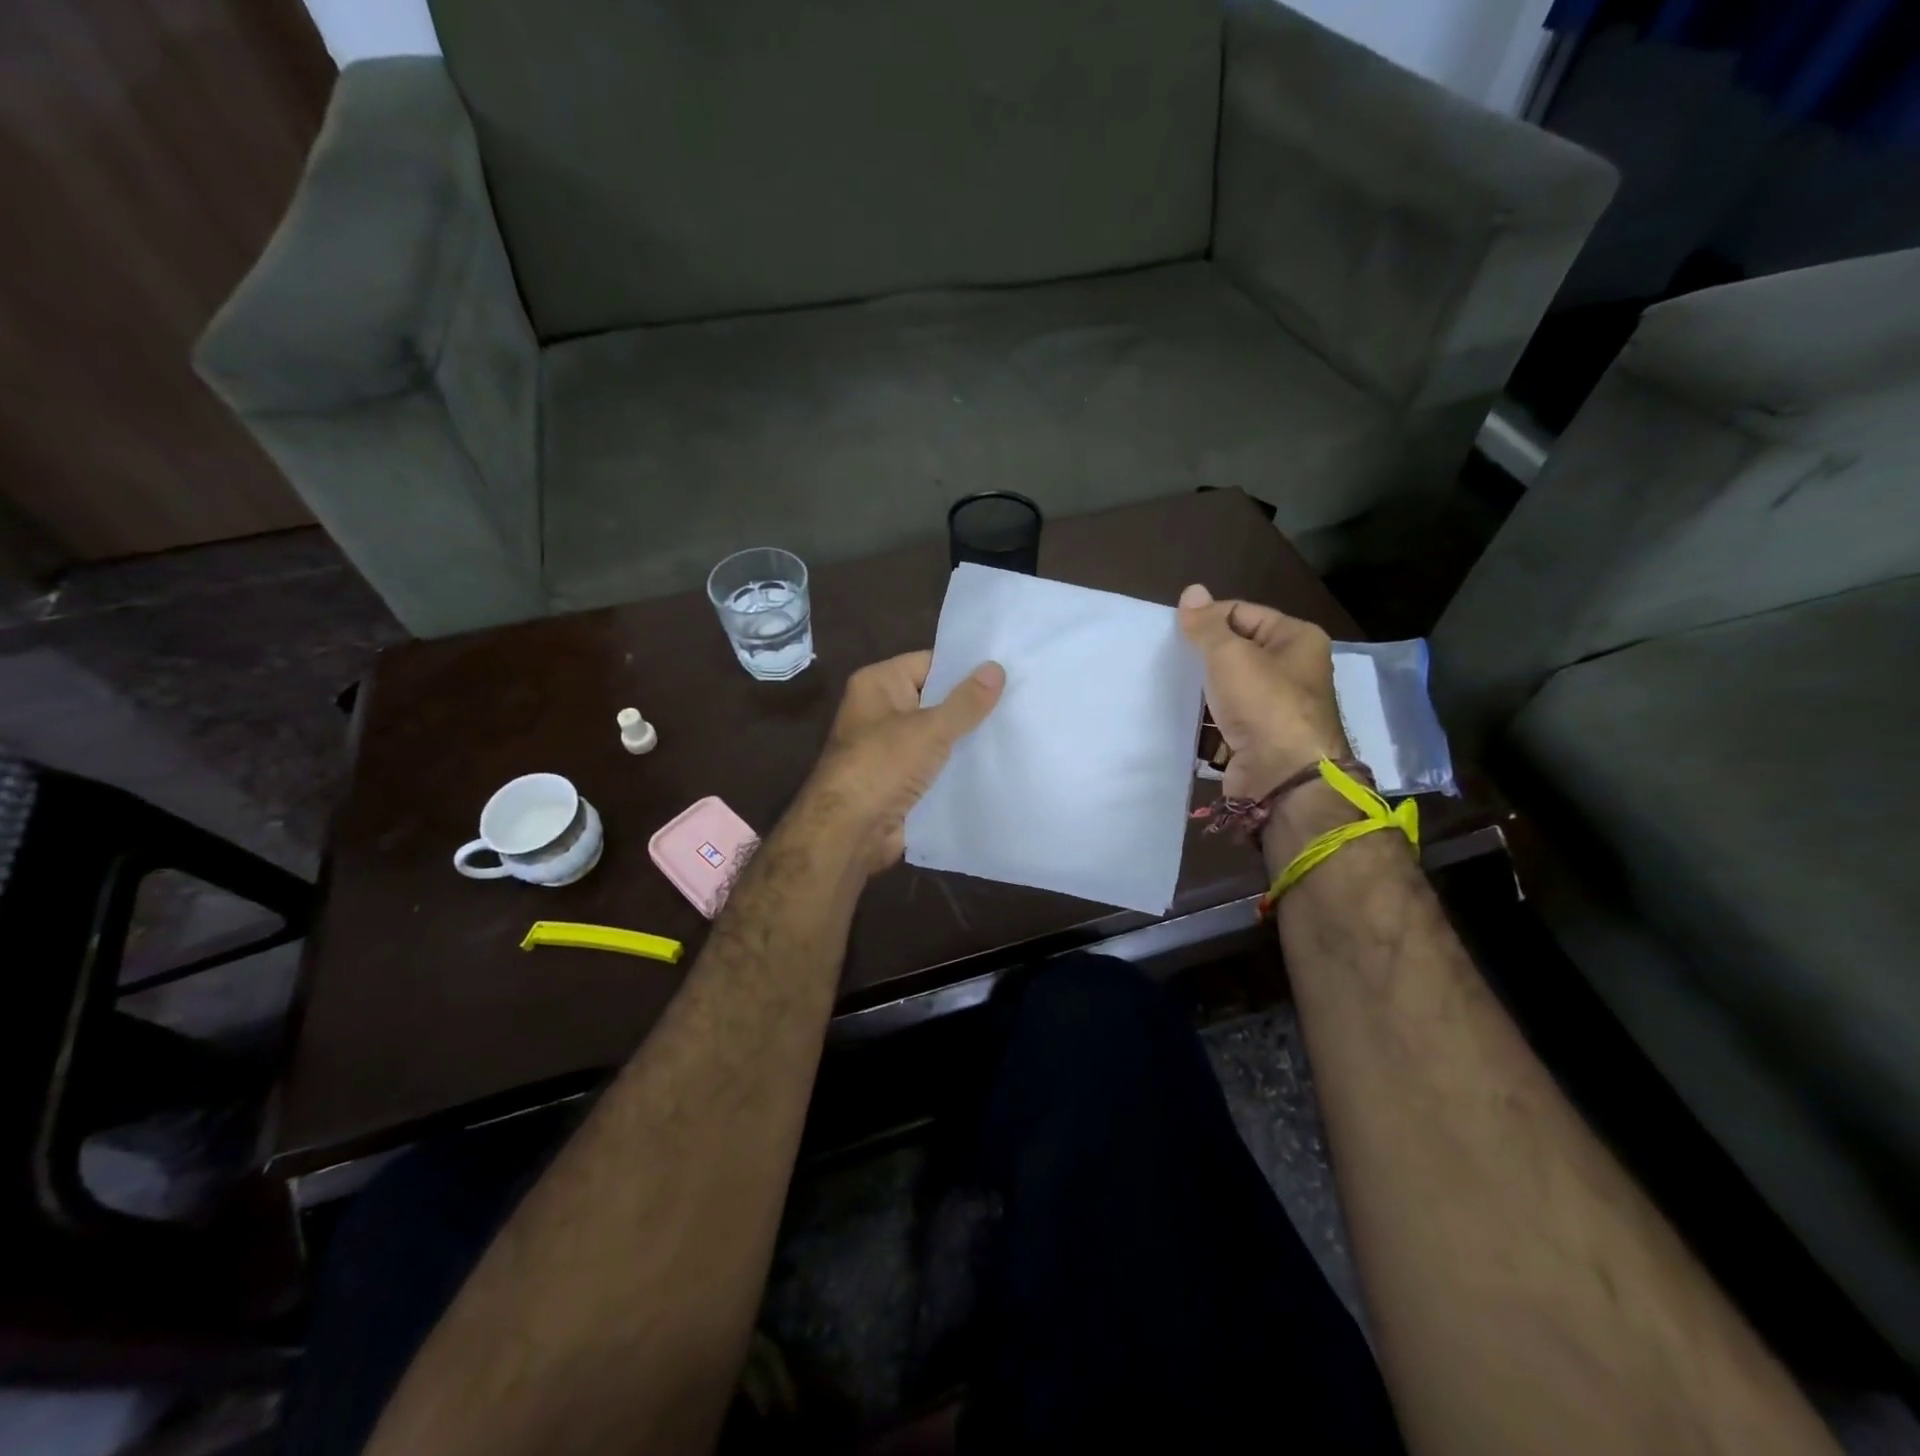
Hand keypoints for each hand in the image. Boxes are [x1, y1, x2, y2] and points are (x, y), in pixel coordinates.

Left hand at [794, 651, 1005, 876]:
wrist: (850, 832)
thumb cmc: (882, 766)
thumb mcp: (929, 728)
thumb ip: (966, 701)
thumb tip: (997, 667)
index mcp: (878, 684)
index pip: (930, 663)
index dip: (966, 668)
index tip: (1008, 669)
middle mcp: (882, 711)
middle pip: (936, 699)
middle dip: (973, 705)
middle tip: (1021, 699)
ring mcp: (891, 748)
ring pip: (939, 735)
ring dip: (968, 738)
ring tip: (1018, 729)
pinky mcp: (901, 780)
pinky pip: (936, 765)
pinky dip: (959, 766)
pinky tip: (997, 764)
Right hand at [1178, 584, 1348, 801]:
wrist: (1282, 778)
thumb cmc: (1263, 704)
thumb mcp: (1230, 655)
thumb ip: (1207, 625)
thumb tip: (1191, 591)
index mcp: (1297, 639)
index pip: (1243, 613)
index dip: (1209, 620)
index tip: (1177, 635)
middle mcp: (1292, 670)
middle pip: (1235, 651)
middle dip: (1202, 658)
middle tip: (1169, 661)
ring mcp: (1275, 708)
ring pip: (1227, 688)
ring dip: (1201, 691)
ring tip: (1168, 688)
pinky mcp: (1258, 738)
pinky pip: (1224, 720)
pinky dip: (1204, 721)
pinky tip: (1180, 719)